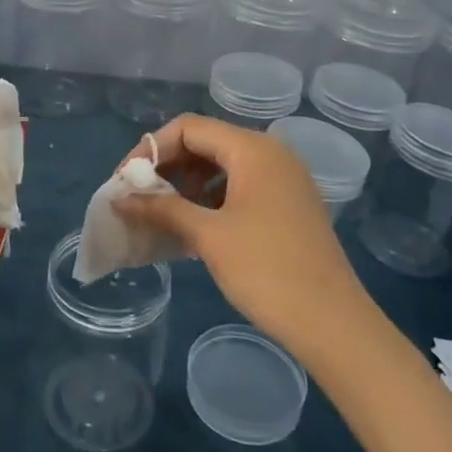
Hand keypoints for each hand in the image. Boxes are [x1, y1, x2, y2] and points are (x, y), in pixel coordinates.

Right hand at [114, 114, 372, 352]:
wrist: (333, 323)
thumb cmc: (266, 270)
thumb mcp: (207, 236)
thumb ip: (160, 208)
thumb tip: (118, 198)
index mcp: (252, 148)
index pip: (188, 128)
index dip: (150, 149)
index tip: (125, 181)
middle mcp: (271, 152)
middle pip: (205, 142)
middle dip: (168, 166)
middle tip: (139, 198)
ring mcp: (284, 178)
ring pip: (223, 165)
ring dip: (188, 183)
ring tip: (163, 214)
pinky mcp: (289, 203)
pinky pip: (241, 185)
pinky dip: (212, 197)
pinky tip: (195, 225)